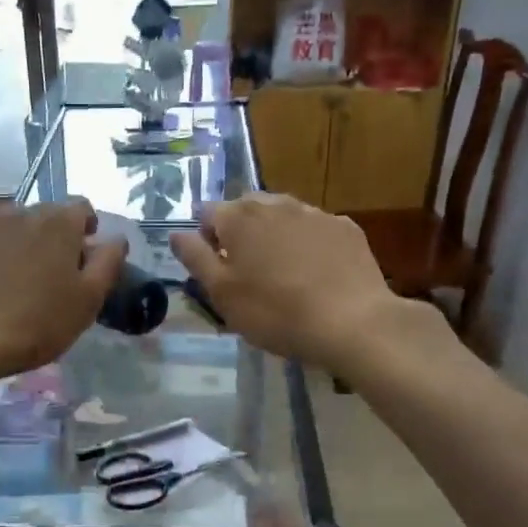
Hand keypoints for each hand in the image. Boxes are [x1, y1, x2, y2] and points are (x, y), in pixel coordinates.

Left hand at [0, 199, 126, 381]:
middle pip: (45, 215)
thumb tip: (116, 239)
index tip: (84, 256)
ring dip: (20, 244)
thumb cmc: (36, 322)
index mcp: (58, 223)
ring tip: (17, 279)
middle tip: (53, 274)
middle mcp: (20, 213)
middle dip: (53, 237)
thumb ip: (108, 263)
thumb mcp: (88, 300)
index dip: (87, 228)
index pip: (81, 207)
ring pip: (11, 227)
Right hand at [171, 194, 429, 371]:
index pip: (207, 213)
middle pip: (246, 208)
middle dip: (240, 231)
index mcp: (238, 217)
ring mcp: (314, 213)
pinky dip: (308, 243)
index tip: (215, 268)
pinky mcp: (346, 228)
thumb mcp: (222, 293)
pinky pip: (315, 229)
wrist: (352, 322)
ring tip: (281, 271)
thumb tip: (176, 234)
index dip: (205, 238)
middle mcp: (275, 204)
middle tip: (246, 270)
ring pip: (282, 215)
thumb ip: (195, 258)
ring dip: (274, 234)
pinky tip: (315, 273)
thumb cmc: (275, 312)